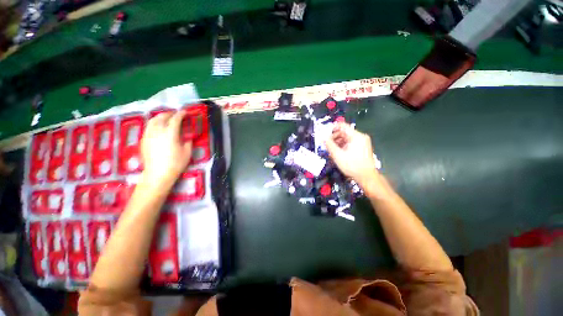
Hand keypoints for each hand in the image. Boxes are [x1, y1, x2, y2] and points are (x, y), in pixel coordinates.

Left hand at [141, 111, 191, 186]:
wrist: (157, 174)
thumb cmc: (175, 163)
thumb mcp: (187, 152)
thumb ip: (187, 142)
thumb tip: (186, 137)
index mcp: (170, 133)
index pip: (175, 119)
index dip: (181, 114)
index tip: (185, 112)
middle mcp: (158, 131)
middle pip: (162, 117)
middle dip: (169, 114)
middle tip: (175, 114)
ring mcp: (148, 135)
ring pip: (152, 121)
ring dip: (160, 117)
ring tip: (165, 118)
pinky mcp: (143, 140)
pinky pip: (148, 127)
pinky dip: (154, 124)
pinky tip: (158, 128)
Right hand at [325, 123, 377, 186]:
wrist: (366, 177)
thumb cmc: (352, 165)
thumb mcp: (338, 155)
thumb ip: (329, 145)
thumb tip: (323, 137)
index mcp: (356, 136)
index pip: (342, 126)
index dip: (332, 128)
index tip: (325, 134)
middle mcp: (360, 136)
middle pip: (344, 132)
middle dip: (334, 137)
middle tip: (327, 144)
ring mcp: (362, 142)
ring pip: (346, 138)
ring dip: (338, 142)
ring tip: (331, 150)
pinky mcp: (362, 147)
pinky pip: (350, 142)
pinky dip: (343, 145)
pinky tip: (338, 152)